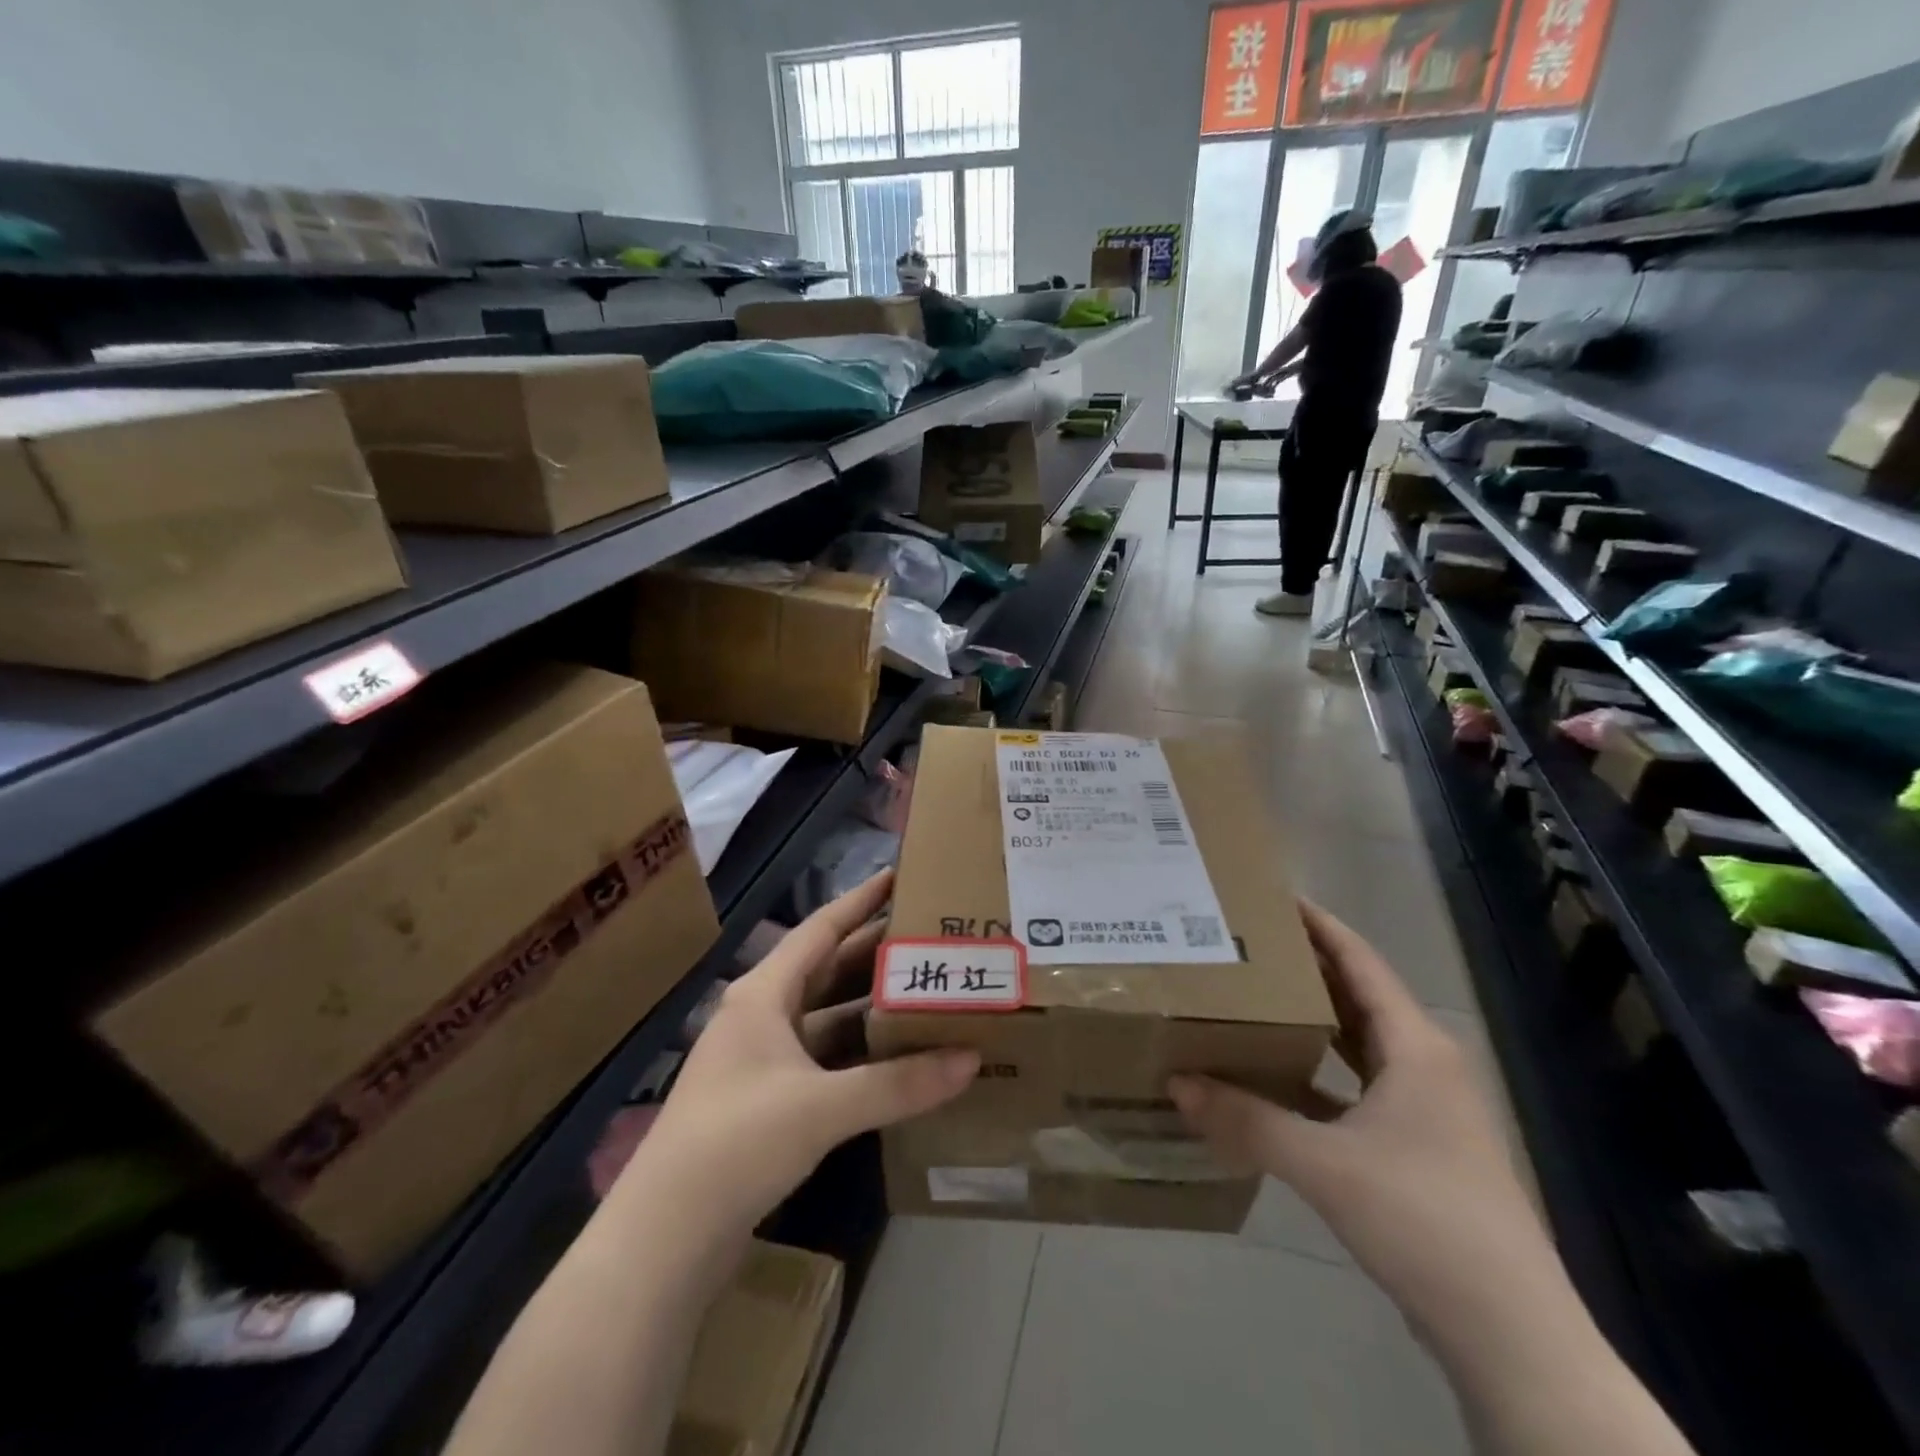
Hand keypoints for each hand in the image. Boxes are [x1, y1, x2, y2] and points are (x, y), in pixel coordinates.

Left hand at [630, 871, 979, 1230]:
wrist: (665, 1238)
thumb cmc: (737, 1142)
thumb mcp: (822, 1107)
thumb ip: (898, 1083)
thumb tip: (971, 1059)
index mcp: (763, 994)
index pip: (820, 930)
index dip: (859, 901)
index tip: (898, 875)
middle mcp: (761, 1016)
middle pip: (827, 970)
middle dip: (874, 953)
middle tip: (928, 935)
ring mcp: (762, 1060)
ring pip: (827, 1018)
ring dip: (870, 1007)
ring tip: (925, 991)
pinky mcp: (768, 1101)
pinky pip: (825, 1060)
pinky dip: (859, 1054)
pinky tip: (897, 1058)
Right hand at [1170, 901, 1548, 1327]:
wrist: (1511, 1335)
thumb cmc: (1424, 1220)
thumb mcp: (1324, 1165)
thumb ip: (1246, 1120)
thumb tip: (1176, 1083)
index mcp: (1415, 1047)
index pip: (1361, 962)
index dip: (1320, 926)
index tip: (1272, 896)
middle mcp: (1425, 1065)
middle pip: (1358, 996)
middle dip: (1306, 967)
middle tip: (1247, 943)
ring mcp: (1426, 1110)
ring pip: (1359, 1043)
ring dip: (1312, 1020)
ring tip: (1255, 997)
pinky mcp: (1418, 1147)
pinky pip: (1358, 1086)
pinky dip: (1319, 1073)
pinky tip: (1277, 1078)